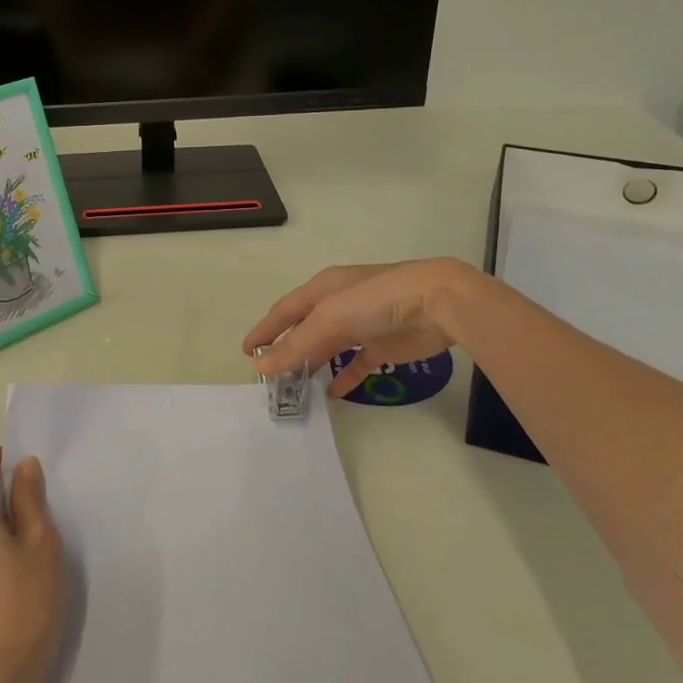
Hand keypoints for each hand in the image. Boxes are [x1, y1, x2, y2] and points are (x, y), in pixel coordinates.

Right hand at [243, 259, 476, 397]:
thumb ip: (295, 344)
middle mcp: (339, 304)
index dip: (265, 329)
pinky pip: (356, 364)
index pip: (284, 310)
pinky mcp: (382, 346)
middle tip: (268, 375)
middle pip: (304, 329)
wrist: (436, 303)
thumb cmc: (376, 300)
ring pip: (328, 348)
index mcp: (322, 289)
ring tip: (293, 387)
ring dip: (311, 364)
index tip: (246, 351)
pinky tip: (331, 393)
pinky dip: (343, 377)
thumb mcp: (330, 318)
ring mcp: (362, 325)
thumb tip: (261, 365)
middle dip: (286, 350)